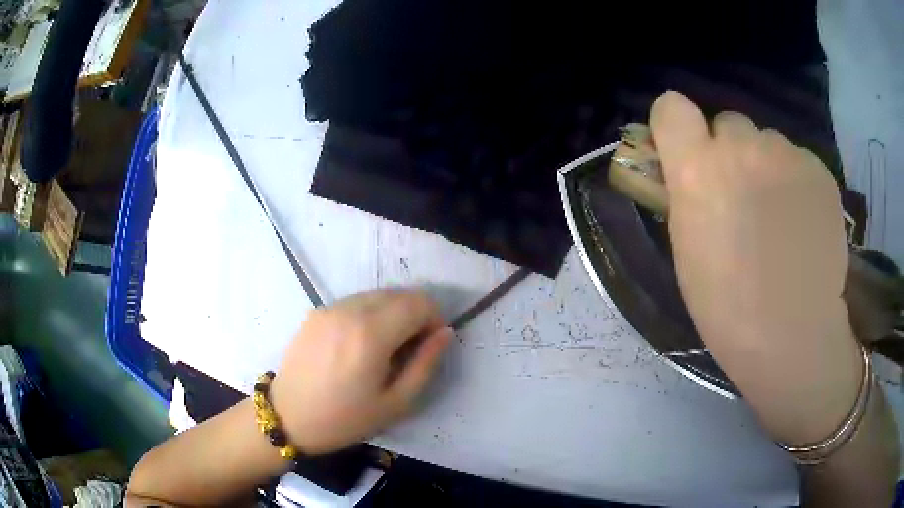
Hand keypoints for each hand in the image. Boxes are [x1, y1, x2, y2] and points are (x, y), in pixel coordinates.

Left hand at [270, 290, 452, 454]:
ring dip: (393, 313)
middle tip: (409, 350)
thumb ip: (426, 364)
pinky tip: (360, 344)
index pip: (420, 302)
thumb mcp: (396, 403)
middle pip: (400, 294)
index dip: (434, 319)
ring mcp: (330, 307)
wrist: (288, 417)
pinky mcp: (317, 311)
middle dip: (415, 315)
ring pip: (378, 295)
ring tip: (384, 348)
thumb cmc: (344, 419)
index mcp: (372, 333)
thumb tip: (445, 334)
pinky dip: (370, 314)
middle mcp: (350, 310)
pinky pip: (356, 301)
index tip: (430, 345)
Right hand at [650, 92, 862, 442]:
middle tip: (744, 195)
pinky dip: (797, 181)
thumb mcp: (688, 248)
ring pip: (768, 141)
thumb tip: (693, 170)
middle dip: (731, 151)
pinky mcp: (819, 169)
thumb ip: (687, 193)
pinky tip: (804, 222)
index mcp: (697, 168)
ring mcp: (786, 153)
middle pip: (728, 122)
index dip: (678, 126)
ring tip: (781, 216)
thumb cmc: (728, 306)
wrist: (793, 335)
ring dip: (768, 166)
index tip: (689, 151)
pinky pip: (798, 160)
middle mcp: (741, 146)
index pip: (671, 106)